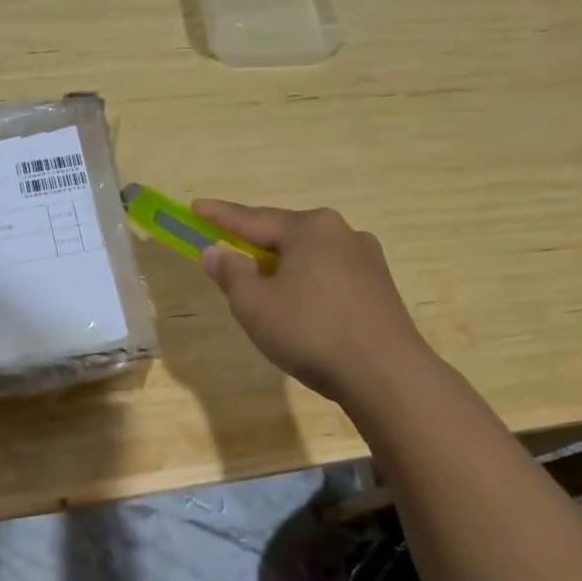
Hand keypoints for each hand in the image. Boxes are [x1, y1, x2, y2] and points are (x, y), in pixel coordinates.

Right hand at [193, 199, 429, 404]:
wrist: (386, 374)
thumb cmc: (310, 330)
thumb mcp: (254, 304)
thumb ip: (231, 273)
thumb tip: (216, 251)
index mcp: (311, 228)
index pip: (253, 218)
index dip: (220, 216)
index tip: (195, 207)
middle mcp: (343, 233)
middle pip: (285, 236)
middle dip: (255, 246)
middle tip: (228, 253)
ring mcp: (367, 260)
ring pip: (310, 258)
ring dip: (282, 269)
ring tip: (263, 290)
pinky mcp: (380, 289)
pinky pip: (330, 278)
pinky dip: (306, 286)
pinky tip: (299, 309)